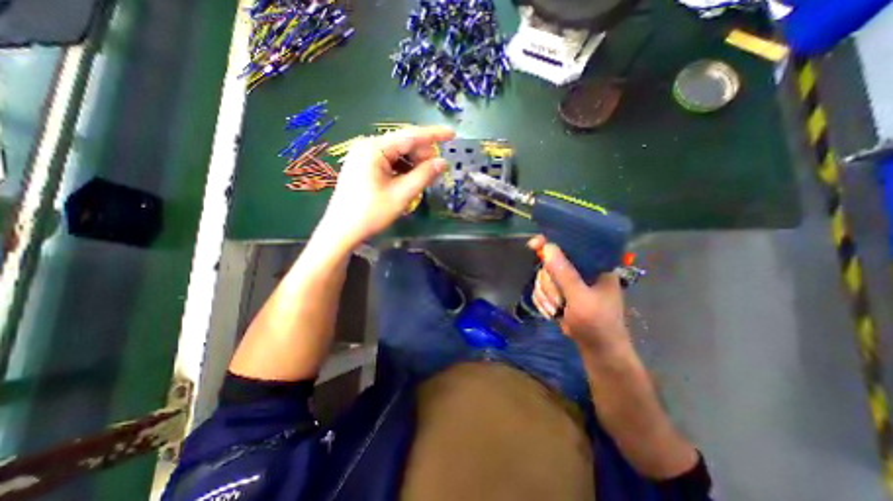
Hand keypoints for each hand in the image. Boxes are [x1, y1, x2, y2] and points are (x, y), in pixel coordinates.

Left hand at [315, 124, 454, 249]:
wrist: (341, 231)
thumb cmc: (370, 213)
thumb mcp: (401, 195)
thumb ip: (423, 176)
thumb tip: (442, 162)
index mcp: (374, 148)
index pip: (410, 136)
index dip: (433, 134)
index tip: (452, 133)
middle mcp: (367, 146)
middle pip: (403, 143)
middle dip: (422, 154)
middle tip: (437, 170)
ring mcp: (363, 155)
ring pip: (397, 153)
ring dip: (413, 162)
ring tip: (424, 176)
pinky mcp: (363, 166)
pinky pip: (389, 161)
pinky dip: (402, 168)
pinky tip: (409, 178)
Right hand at [525, 236, 629, 353]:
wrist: (597, 350)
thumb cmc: (597, 324)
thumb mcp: (581, 298)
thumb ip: (565, 274)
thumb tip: (547, 247)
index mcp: (593, 266)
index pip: (570, 245)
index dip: (550, 243)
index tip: (534, 245)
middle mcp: (579, 270)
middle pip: (549, 263)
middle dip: (549, 284)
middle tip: (557, 301)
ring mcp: (567, 283)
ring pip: (542, 277)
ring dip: (546, 296)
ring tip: (556, 310)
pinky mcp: (559, 293)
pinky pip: (540, 289)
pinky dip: (543, 301)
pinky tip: (551, 313)